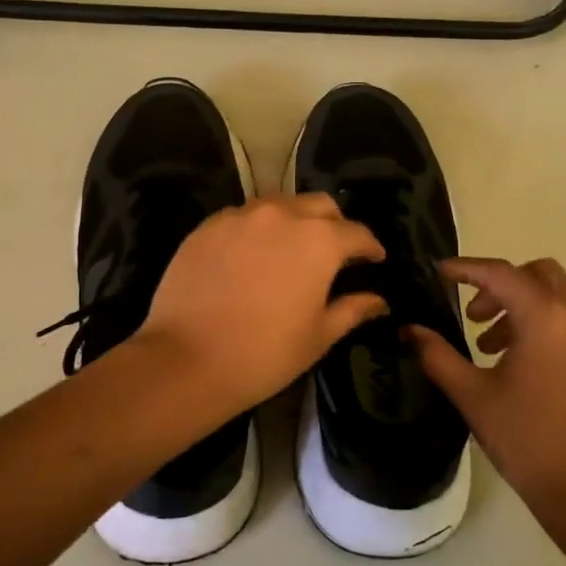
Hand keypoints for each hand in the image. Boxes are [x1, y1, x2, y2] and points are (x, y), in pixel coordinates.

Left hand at [138, 194, 386, 412]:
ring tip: (292, 248)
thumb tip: (379, 300)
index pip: (357, 233)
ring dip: (295, 221)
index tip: (375, 259)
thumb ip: (352, 310)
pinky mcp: (207, 226)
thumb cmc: (264, 354)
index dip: (371, 247)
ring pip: (280, 205)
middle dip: (335, 224)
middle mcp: (283, 216)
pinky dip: (258, 229)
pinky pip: (243, 217)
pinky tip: (253, 255)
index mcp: (319, 241)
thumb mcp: (318, 336)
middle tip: (335, 251)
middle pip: (320, 206)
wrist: (186, 360)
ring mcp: (240, 217)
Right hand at [406, 257, 565, 522]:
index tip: (439, 273)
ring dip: (520, 307)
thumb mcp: (472, 395)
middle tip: (472, 315)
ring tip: (489, 347)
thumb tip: (409, 330)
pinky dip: (542, 325)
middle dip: (500, 285)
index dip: (466, 268)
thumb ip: (437, 356)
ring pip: (556, 298)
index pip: (501, 274)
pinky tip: (519, 365)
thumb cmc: (524, 438)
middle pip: (538, 274)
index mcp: (545, 319)